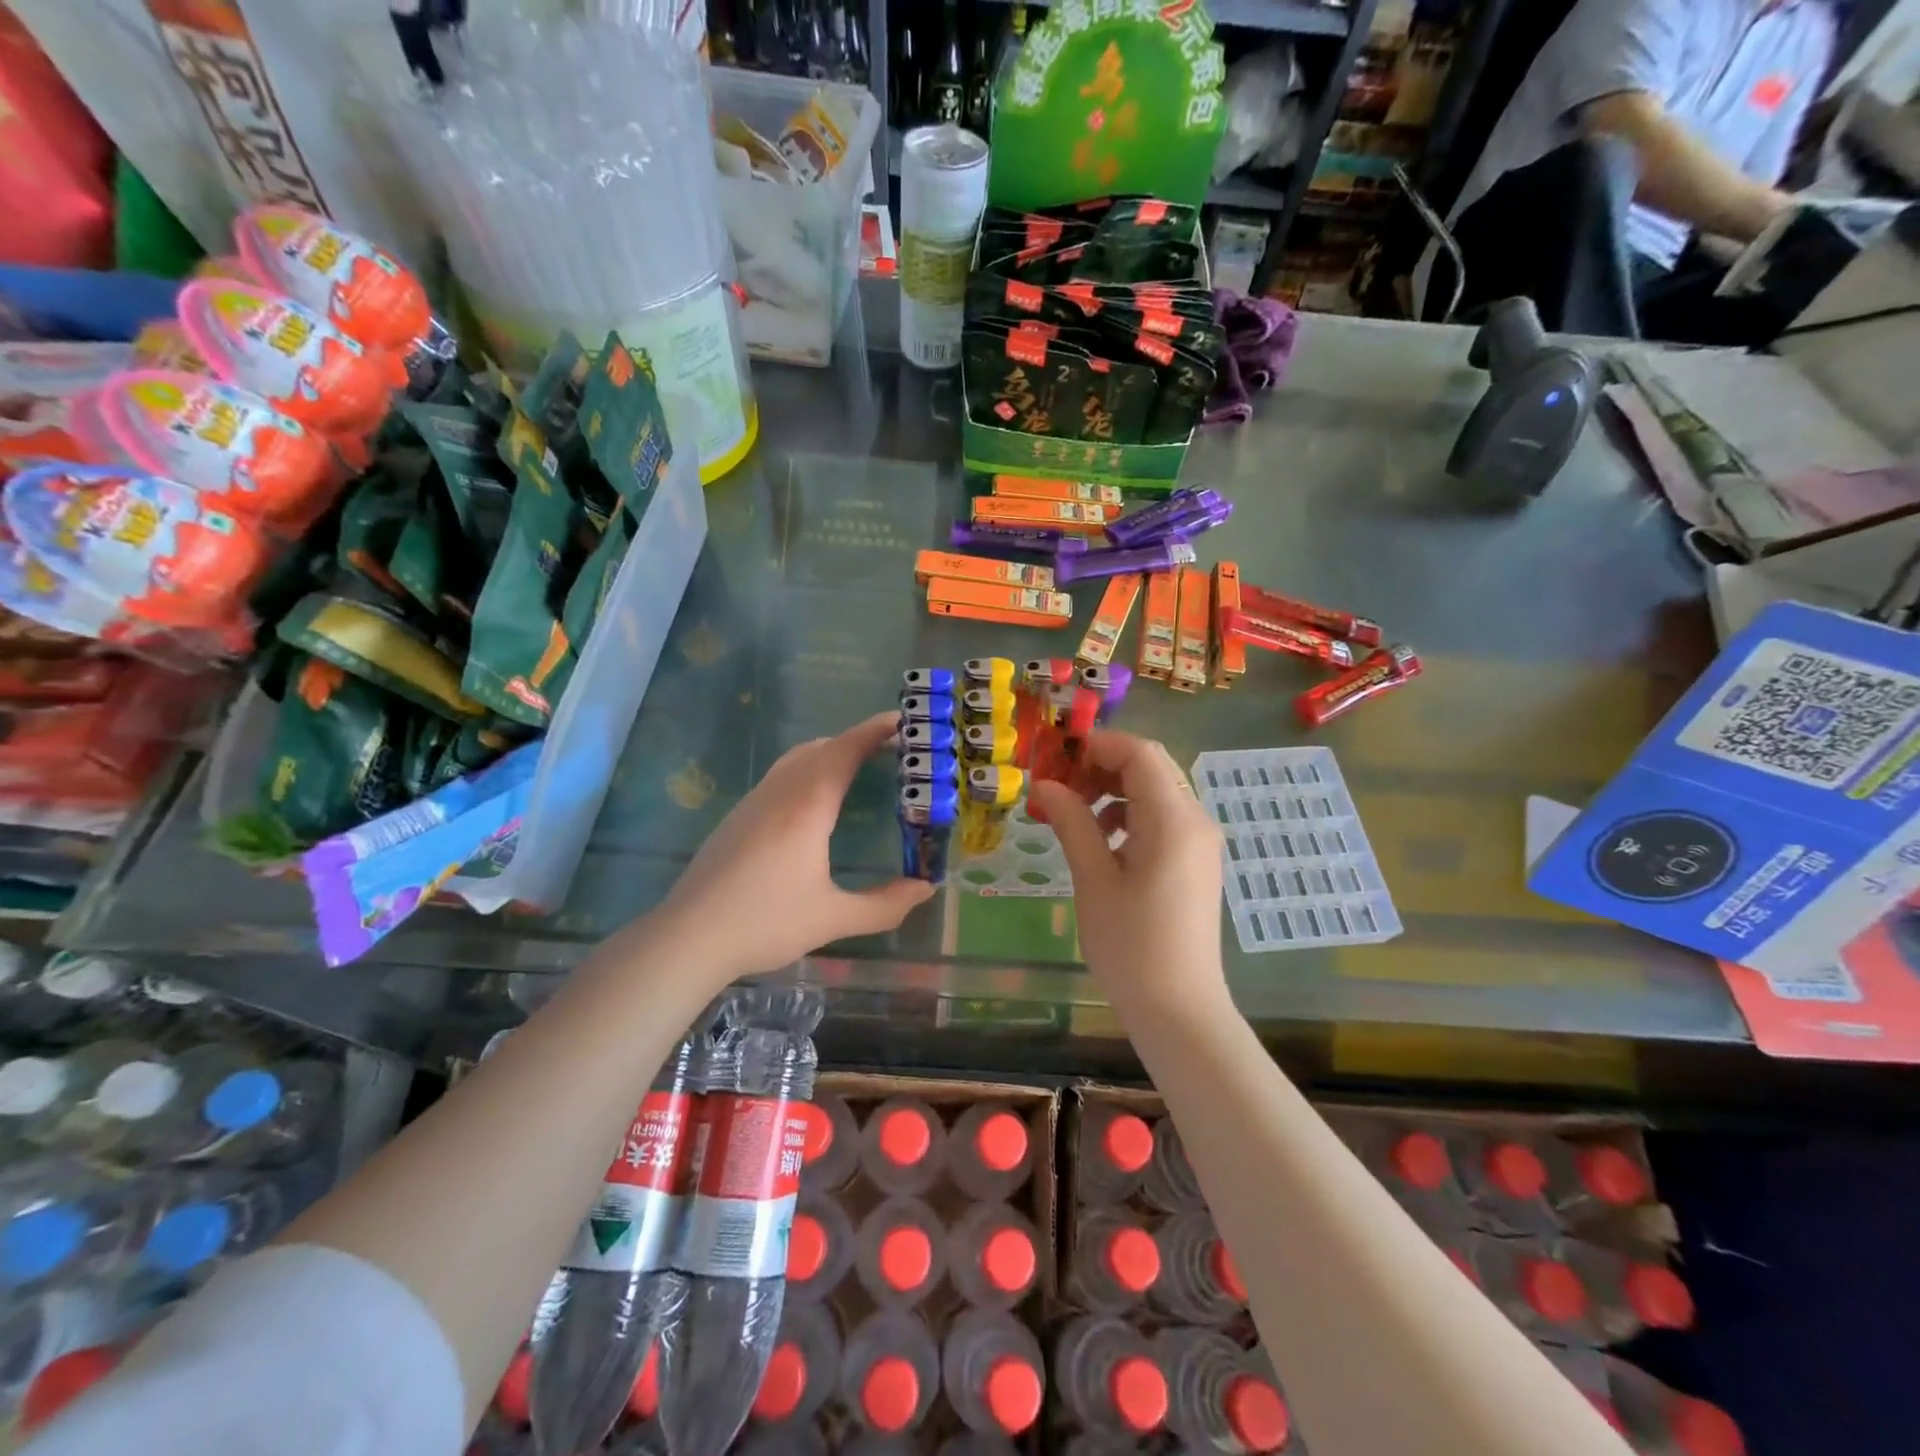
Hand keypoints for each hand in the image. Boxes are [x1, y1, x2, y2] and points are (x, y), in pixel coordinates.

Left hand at [657, 711, 934, 981]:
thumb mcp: (832, 919)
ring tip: (856, 770)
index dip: (874, 731)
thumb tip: (925, 889)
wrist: (689, 937)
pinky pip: (779, 776)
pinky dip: (806, 770)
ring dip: (828, 753)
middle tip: (890, 751)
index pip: (845, 751)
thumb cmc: (765, 923)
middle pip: (821, 748)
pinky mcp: (736, 818)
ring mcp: (752, 802)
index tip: (902, 721)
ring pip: (795, 759)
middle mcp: (779, 793)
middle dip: (856, 741)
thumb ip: (883, 905)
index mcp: (807, 806)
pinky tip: (812, 805)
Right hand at [1028, 731, 1226, 1011]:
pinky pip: (1162, 819)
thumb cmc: (1131, 946)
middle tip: (1058, 786)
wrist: (1179, 1010)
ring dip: (1112, 791)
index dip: (1097, 745)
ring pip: (1155, 792)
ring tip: (1072, 814)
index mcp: (1174, 820)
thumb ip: (1072, 822)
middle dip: (1101, 767)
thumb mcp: (1093, 880)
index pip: (1140, 753)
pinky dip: (1128, 816)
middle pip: (1150, 768)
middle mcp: (1195, 820)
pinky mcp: (1195, 862)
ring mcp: (1199, 842)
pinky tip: (1101, 841)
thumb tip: (1046, 784)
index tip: (1056, 756)